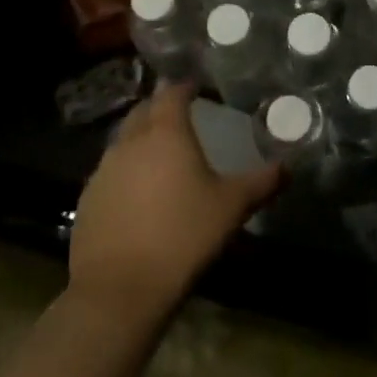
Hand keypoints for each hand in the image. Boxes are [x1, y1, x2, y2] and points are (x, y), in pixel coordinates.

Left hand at [68, 82, 280, 319]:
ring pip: (123, 141)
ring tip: (161, 155)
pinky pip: (110, 172)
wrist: (119, 289)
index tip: (197, 88)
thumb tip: (288, 167)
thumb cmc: (182, 236)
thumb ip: (261, 183)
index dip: (184, 87)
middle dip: (160, 108)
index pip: (171, 94)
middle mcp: (130, 142)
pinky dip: (126, 171)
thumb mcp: (231, 208)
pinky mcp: (87, 200)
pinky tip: (138, 194)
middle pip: (143, 111)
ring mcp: (103, 171)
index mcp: (165, 133)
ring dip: (140, 139)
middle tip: (180, 117)